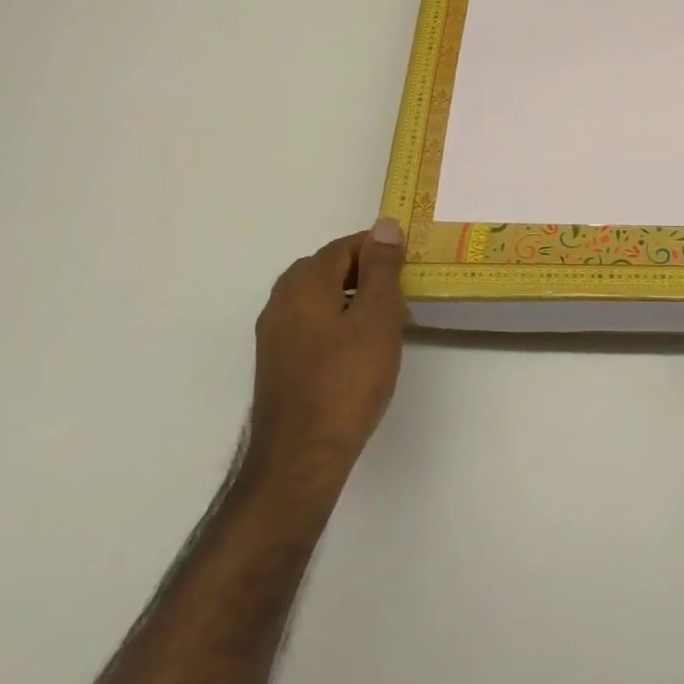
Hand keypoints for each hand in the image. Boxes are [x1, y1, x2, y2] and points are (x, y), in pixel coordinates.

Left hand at [247, 219, 408, 477]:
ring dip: (352, 298)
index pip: (344, 246)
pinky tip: (359, 349)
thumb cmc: (347, 381)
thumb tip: (385, 225)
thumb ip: (382, 269)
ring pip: (318, 298)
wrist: (301, 458)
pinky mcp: (277, 363)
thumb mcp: (377, 318)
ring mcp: (274, 335)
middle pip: (327, 269)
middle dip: (365, 272)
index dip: (379, 249)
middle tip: (401, 291)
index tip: (409, 264)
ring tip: (386, 320)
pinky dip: (337, 322)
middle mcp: (281, 302)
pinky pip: (310, 324)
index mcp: (303, 284)